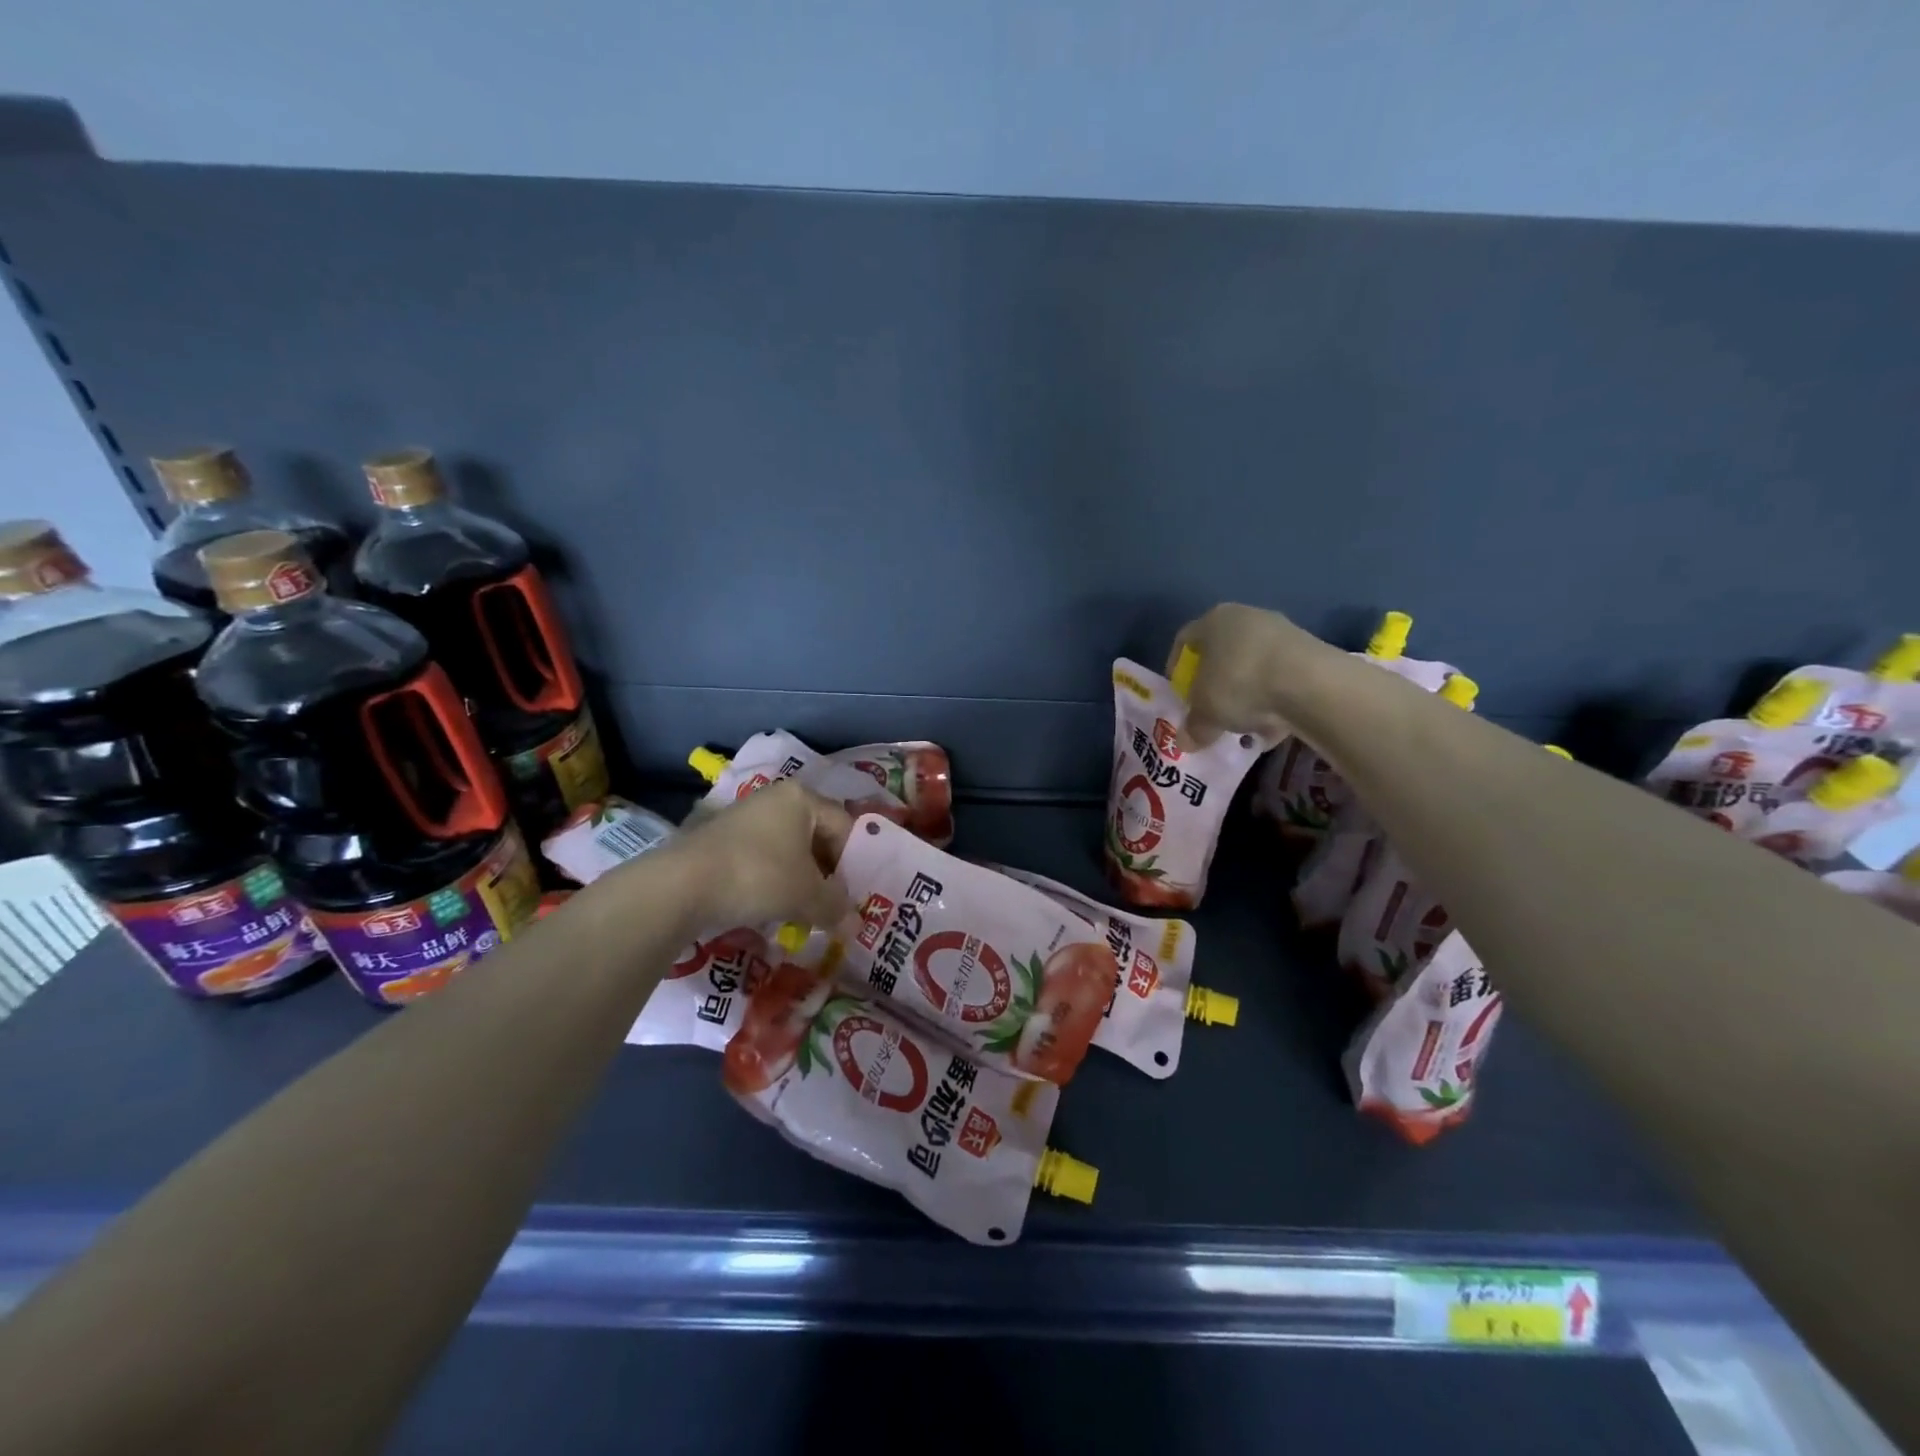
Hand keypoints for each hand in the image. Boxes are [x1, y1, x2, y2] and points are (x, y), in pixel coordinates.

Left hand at [662, 780, 853, 932]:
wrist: (681, 885)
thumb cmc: (758, 876)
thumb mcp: (807, 895)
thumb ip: (836, 906)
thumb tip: (855, 923)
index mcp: (802, 798)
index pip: (845, 826)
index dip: (855, 862)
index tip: (853, 894)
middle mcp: (775, 798)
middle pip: (816, 835)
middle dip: (827, 872)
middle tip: (832, 904)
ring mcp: (745, 816)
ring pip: (788, 848)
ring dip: (800, 879)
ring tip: (803, 910)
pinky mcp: (721, 838)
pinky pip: (762, 857)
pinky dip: (772, 879)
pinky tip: (770, 906)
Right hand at [1167, 603, 1320, 746]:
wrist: (1309, 683)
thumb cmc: (1239, 685)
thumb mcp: (1206, 714)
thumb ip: (1194, 727)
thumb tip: (1186, 742)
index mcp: (1213, 620)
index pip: (1185, 640)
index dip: (1177, 669)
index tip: (1180, 694)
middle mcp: (1246, 616)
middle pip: (1222, 652)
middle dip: (1215, 683)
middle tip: (1211, 710)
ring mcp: (1281, 631)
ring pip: (1253, 665)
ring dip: (1246, 693)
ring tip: (1245, 724)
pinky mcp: (1310, 650)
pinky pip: (1281, 677)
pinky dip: (1274, 698)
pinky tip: (1274, 725)